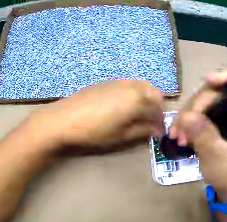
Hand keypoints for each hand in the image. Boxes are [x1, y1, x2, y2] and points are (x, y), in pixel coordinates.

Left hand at [29, 80, 164, 150]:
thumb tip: (157, 130)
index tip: (158, 131)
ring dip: (146, 98)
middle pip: (154, 93)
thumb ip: (143, 130)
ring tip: (138, 113)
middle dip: (157, 107)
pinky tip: (123, 104)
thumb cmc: (95, 130)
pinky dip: (134, 92)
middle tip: (149, 121)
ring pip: (142, 86)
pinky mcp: (108, 81)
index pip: (158, 109)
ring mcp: (120, 81)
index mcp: (138, 99)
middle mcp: (132, 86)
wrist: (65, 118)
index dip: (161, 122)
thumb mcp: (121, 135)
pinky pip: (129, 84)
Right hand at [169, 71, 226, 202]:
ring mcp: (225, 117)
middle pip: (216, 93)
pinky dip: (186, 122)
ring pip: (204, 103)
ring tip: (176, 136)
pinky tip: (178, 134)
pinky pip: (198, 114)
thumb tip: (186, 116)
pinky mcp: (215, 123)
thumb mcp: (218, 158)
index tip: (208, 80)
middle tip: (179, 128)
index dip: (226, 78)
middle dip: (195, 107)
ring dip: (187, 117)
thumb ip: (205, 137)